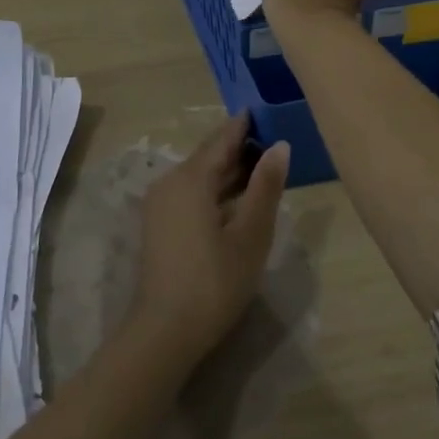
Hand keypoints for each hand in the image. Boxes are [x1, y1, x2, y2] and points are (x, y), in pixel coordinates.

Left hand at [130, 114, 290, 364]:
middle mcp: (169, 182)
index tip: (261, 109)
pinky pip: (190, 193)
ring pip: (198, 176)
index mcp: (190, 179)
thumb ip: (265, 187)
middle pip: (207, 157)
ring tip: (260, 164)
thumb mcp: (250, 235)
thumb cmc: (214, 281)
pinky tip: (235, 197)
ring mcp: (160, 204)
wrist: (165, 329)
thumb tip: (279, 145)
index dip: (243, 125)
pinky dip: (214, 189)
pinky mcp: (159, 224)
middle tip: (269, 136)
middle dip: (237, 148)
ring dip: (227, 171)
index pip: (221, 140)